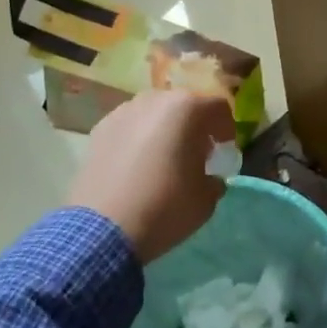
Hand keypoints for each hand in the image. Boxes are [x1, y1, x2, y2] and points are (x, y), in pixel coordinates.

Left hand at [66, 91, 236, 262]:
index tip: (223, 153)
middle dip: (194, 127)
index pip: (218, 108)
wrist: (103, 228)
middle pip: (184, 106)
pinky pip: (129, 128)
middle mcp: (155, 99)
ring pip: (154, 114)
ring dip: (164, 131)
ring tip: (162, 160)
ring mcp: (123, 111)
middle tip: (195, 155)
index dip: (226, 130)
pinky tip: (135, 168)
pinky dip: (138, 140)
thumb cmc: (165, 207)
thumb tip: (209, 178)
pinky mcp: (100, 128)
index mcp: (187, 108)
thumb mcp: (206, 199)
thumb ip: (214, 180)